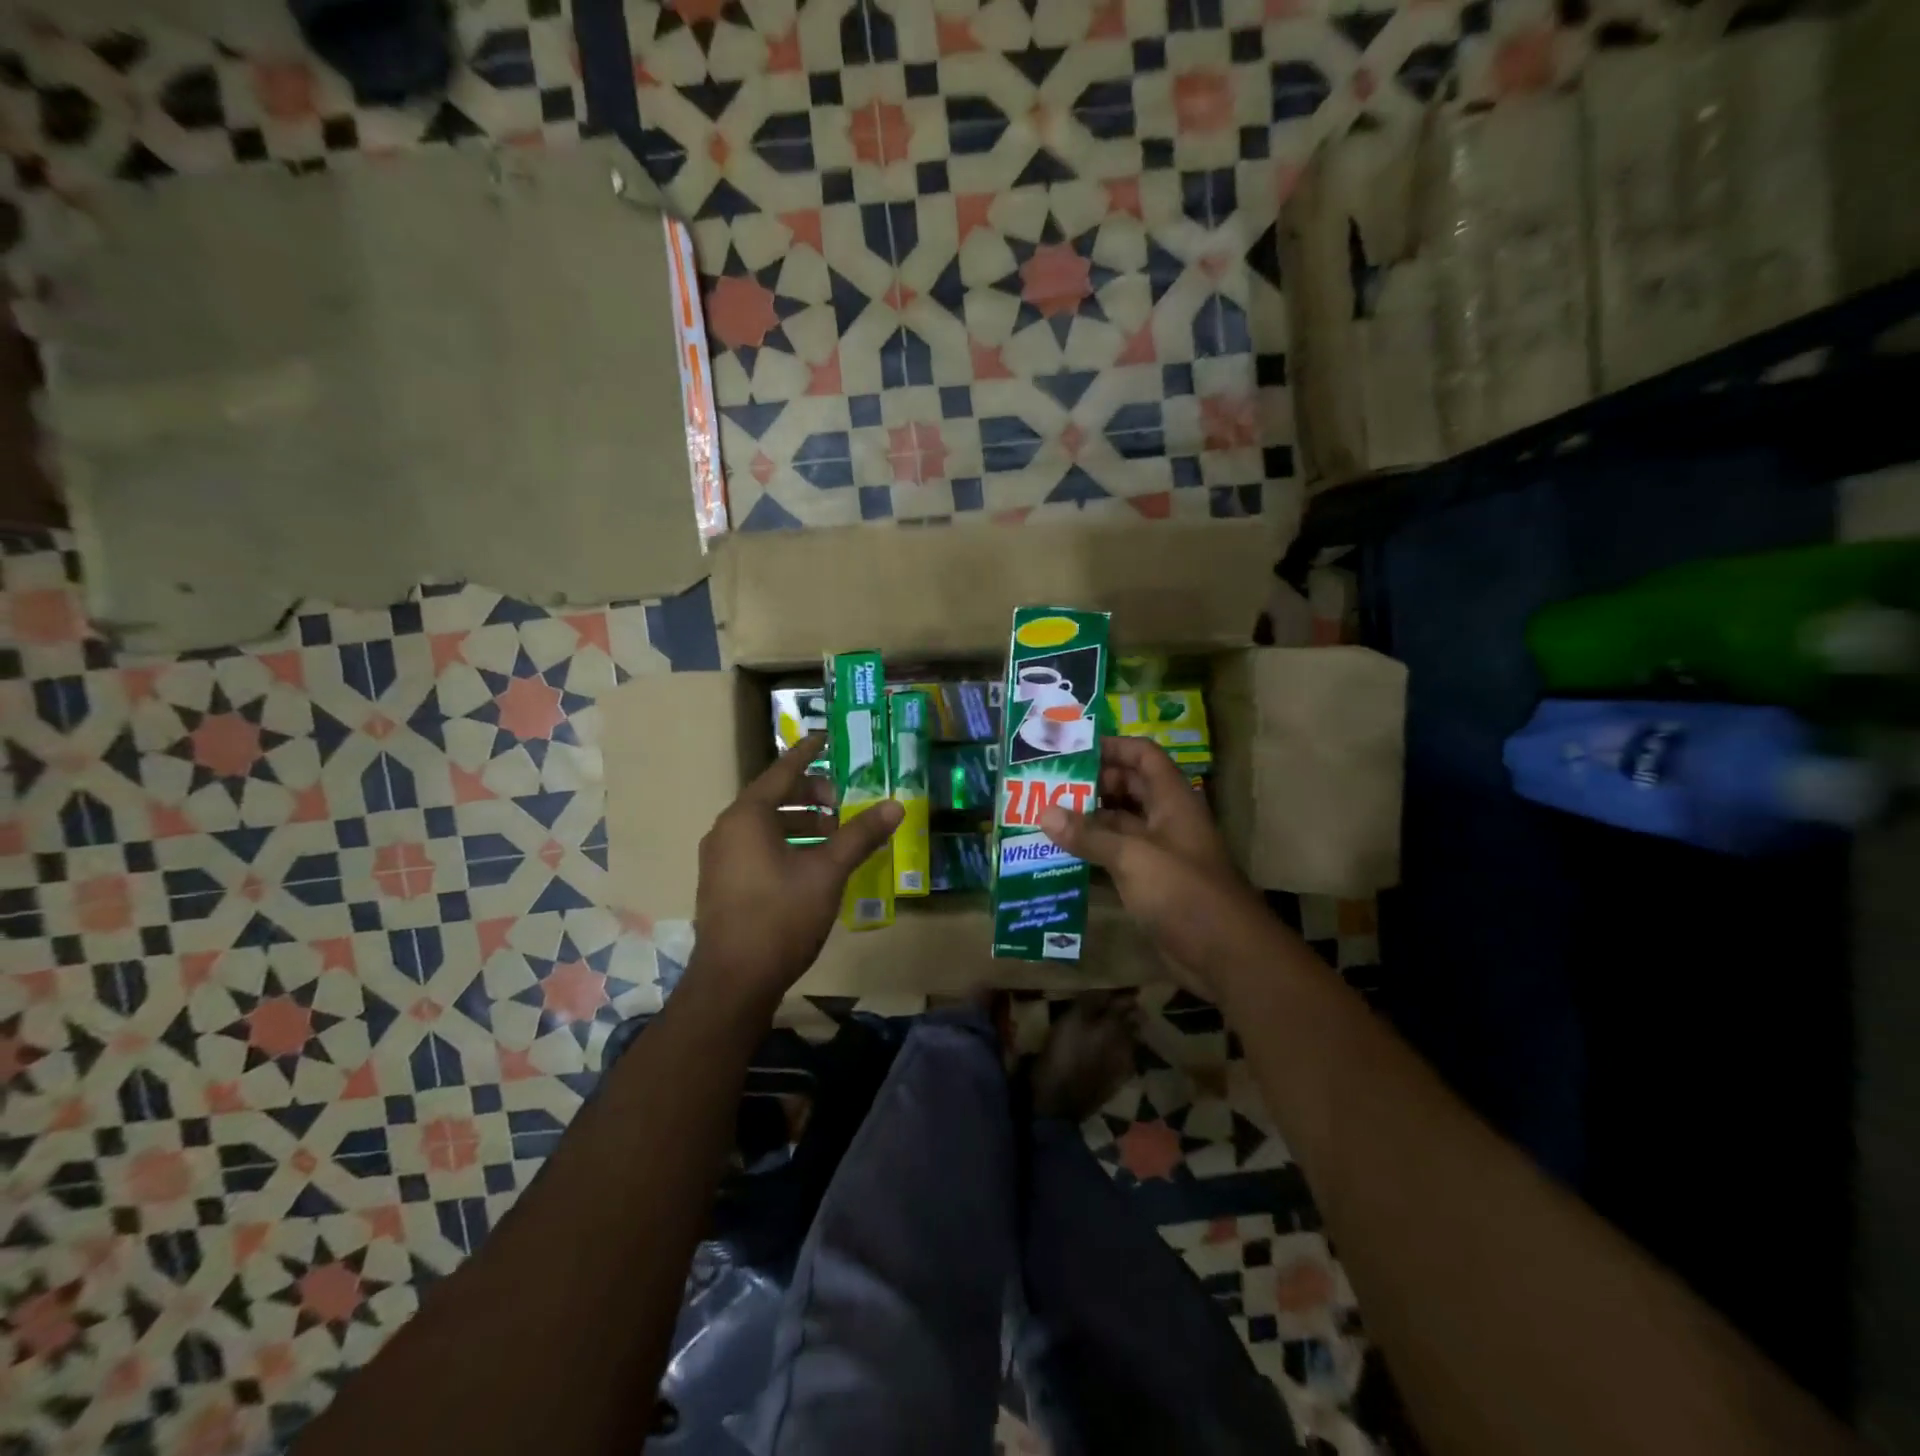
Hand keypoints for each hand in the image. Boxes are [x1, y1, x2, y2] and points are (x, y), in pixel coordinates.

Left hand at [689, 733, 901, 1017]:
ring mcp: (720, 859)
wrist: (734, 981)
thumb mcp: (827, 872)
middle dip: (810, 795)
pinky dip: (785, 844)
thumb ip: (860, 835)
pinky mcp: (722, 884)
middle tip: (843, 803)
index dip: (808, 754)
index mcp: (747, 816)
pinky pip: (756, 848)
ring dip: (800, 823)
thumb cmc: (781, 916)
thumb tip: (895, 806)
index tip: (828, 740)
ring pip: (765, 826)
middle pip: (773, 797)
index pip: (782, 771)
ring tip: (835, 835)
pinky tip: (812, 864)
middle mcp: (727, 830)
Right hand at [1039, 736, 1265, 992]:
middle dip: (1090, 784)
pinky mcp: (1150, 882)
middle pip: (1127, 787)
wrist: (1226, 955)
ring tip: (1042, 815)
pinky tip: (1057, 853)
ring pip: (1118, 823)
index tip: (1071, 751)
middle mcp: (1166, 819)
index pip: (1143, 756)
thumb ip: (1089, 834)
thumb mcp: (1133, 857)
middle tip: (1046, 784)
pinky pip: (1115, 856)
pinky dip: (1090, 852)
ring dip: (1086, 819)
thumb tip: (1044, 813)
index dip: (1112, 747)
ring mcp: (1158, 852)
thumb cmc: (1184, 892)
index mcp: (1172, 800)